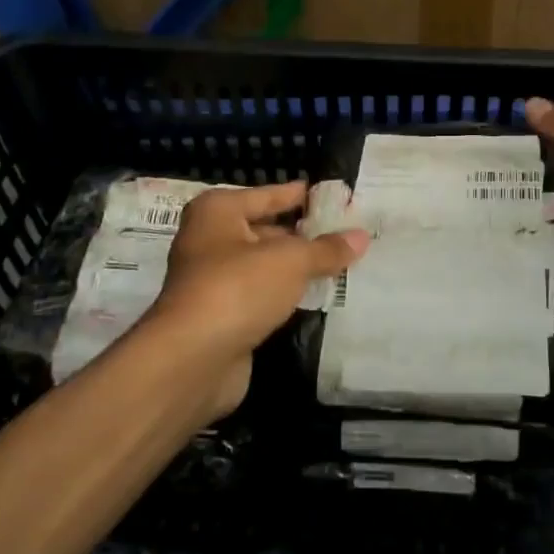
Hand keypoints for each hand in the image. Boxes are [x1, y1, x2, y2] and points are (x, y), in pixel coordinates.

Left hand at [139, 181, 368, 419]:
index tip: (333, 194)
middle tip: (346, 232)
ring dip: (296, 267)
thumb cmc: (237, 288)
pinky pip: (261, 296)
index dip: (299, 195)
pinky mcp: (221, 316)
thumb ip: (326, 249)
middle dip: (302, 234)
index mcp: (218, 212)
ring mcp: (213, 280)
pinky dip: (285, 295)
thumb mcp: (290, 261)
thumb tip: (361, 236)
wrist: (191, 359)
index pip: (267, 194)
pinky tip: (317, 296)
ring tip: (341, 262)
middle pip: (265, 230)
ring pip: (264, 266)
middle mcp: (210, 240)